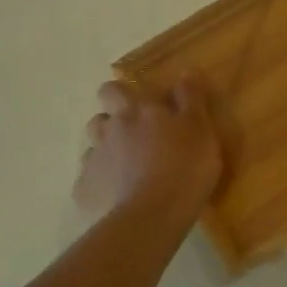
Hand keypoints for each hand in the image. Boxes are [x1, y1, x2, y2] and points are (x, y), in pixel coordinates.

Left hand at [75, 76, 223, 223]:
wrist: (153, 216)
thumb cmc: (184, 167)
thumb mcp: (200, 128)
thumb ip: (191, 98)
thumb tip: (186, 71)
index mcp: (136, 111)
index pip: (115, 89)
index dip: (122, 94)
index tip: (139, 105)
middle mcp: (110, 130)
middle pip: (98, 118)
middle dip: (111, 123)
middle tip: (136, 139)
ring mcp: (94, 161)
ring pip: (93, 149)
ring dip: (107, 154)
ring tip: (127, 170)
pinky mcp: (86, 191)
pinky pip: (90, 182)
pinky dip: (101, 186)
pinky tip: (118, 198)